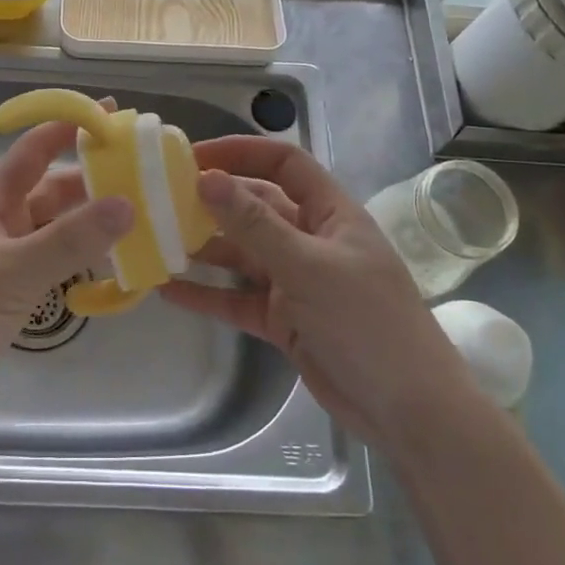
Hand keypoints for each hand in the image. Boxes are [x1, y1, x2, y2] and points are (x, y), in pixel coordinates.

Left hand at [0, 120, 132, 440]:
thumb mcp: (12, 273)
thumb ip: (69, 240)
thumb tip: (127, 203)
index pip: (34, 150)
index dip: (68, 125)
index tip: (111, 111)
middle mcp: (3, 224)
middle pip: (54, 188)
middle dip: (93, 176)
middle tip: (144, 170)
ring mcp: (9, 259)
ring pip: (59, 226)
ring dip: (93, 219)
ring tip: (143, 212)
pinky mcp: (15, 293)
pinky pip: (58, 261)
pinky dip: (85, 256)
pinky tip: (115, 261)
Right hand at [160, 136, 479, 446]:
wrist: (408, 412)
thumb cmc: (366, 322)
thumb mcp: (307, 266)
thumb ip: (254, 224)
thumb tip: (207, 178)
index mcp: (330, 213)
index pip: (284, 163)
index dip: (242, 152)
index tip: (194, 156)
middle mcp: (310, 240)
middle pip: (256, 207)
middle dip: (213, 201)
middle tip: (161, 198)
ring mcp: (296, 281)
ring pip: (242, 253)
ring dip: (203, 247)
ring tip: (155, 239)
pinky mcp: (283, 320)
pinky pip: (237, 298)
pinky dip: (207, 294)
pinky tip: (168, 290)